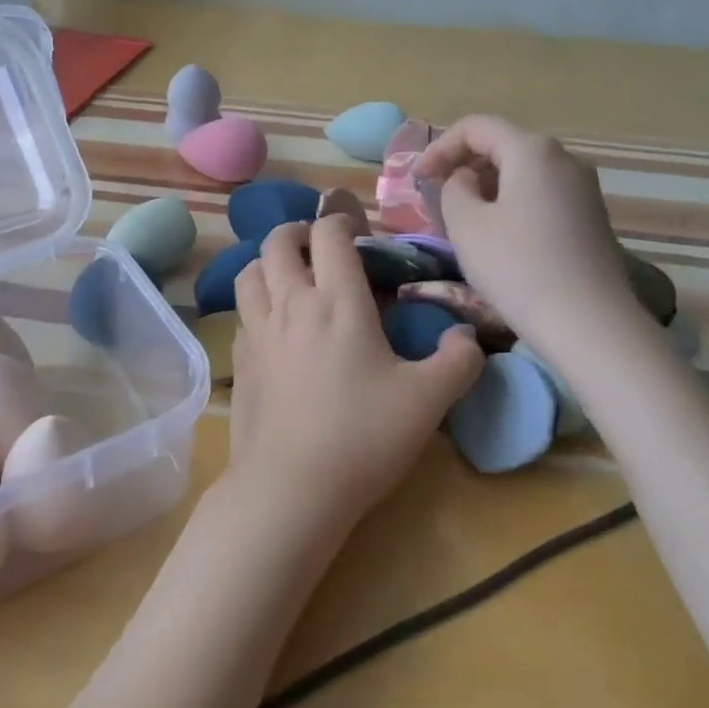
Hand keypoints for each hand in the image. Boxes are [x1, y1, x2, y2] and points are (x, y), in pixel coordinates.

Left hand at [229, 218, 483, 528]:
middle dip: (297, 232)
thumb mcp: (428, 400)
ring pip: (249, 272)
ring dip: (267, 263)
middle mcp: (291, 304)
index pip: (329, 234)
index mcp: (338, 301)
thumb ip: (458, 362)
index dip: (340, 221)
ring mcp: (258, 331)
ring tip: (288, 276)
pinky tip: (272, 325)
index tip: (355, 232)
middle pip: (277, 242)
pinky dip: (255, 303)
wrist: (291, 486)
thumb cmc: (363, 436)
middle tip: (318, 247)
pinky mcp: (239, 360)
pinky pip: (241, 313)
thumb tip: (468, 337)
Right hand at [413, 114, 640, 340]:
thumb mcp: (466, 224)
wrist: (589, 324)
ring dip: (486, 186)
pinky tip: (498, 236)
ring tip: (462, 219)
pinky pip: (541, 194)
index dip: (439, 147)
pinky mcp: (591, 217)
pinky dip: (511, 202)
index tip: (416, 179)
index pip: (476, 127)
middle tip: (435, 198)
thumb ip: (453, 188)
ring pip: (522, 172)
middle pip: (502, 145)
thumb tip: (466, 180)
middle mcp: (564, 158)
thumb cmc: (517, 267)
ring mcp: (583, 188)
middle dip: (463, 165)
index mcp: (532, 150)